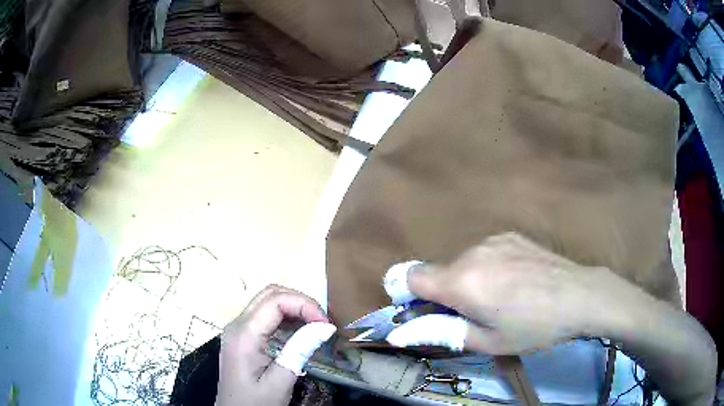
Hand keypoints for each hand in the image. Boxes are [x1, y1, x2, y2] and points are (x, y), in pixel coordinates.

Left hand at [216, 285, 335, 405]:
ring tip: (316, 325)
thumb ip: (299, 351)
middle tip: (322, 322)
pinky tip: (300, 332)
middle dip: (300, 301)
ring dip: (294, 307)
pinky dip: (285, 317)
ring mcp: (238, 329)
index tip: (326, 324)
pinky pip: (264, 316)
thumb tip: (324, 326)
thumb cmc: (255, 402)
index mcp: (244, 334)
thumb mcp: (280, 382)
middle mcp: (237, 324)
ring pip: (267, 301)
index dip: (304, 305)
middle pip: (270, 294)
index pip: (275, 301)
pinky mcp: (242, 337)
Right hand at [398, 233, 603, 353]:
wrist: (579, 295)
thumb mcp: (487, 341)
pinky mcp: (511, 235)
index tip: (428, 310)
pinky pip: (486, 252)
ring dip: (470, 279)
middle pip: (440, 271)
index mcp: (461, 281)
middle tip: (476, 313)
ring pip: (464, 262)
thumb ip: (442, 332)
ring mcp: (493, 240)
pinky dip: (489, 267)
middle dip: (447, 292)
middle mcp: (471, 253)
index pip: (411, 275)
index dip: (410, 293)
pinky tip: (517, 279)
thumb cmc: (533, 327)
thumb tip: (399, 333)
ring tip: (502, 297)